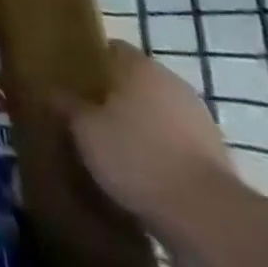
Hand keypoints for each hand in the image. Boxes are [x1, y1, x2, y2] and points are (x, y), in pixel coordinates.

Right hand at [67, 40, 238, 233]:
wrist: (208, 218)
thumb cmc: (137, 158)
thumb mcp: (85, 131)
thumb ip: (67, 106)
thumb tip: (51, 90)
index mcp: (141, 66)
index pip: (110, 49)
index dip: (88, 63)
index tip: (70, 82)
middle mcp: (172, 83)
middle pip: (134, 82)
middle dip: (112, 97)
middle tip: (85, 118)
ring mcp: (199, 120)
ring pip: (156, 114)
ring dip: (137, 127)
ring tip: (110, 151)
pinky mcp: (215, 156)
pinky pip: (175, 145)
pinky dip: (159, 154)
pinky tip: (140, 176)